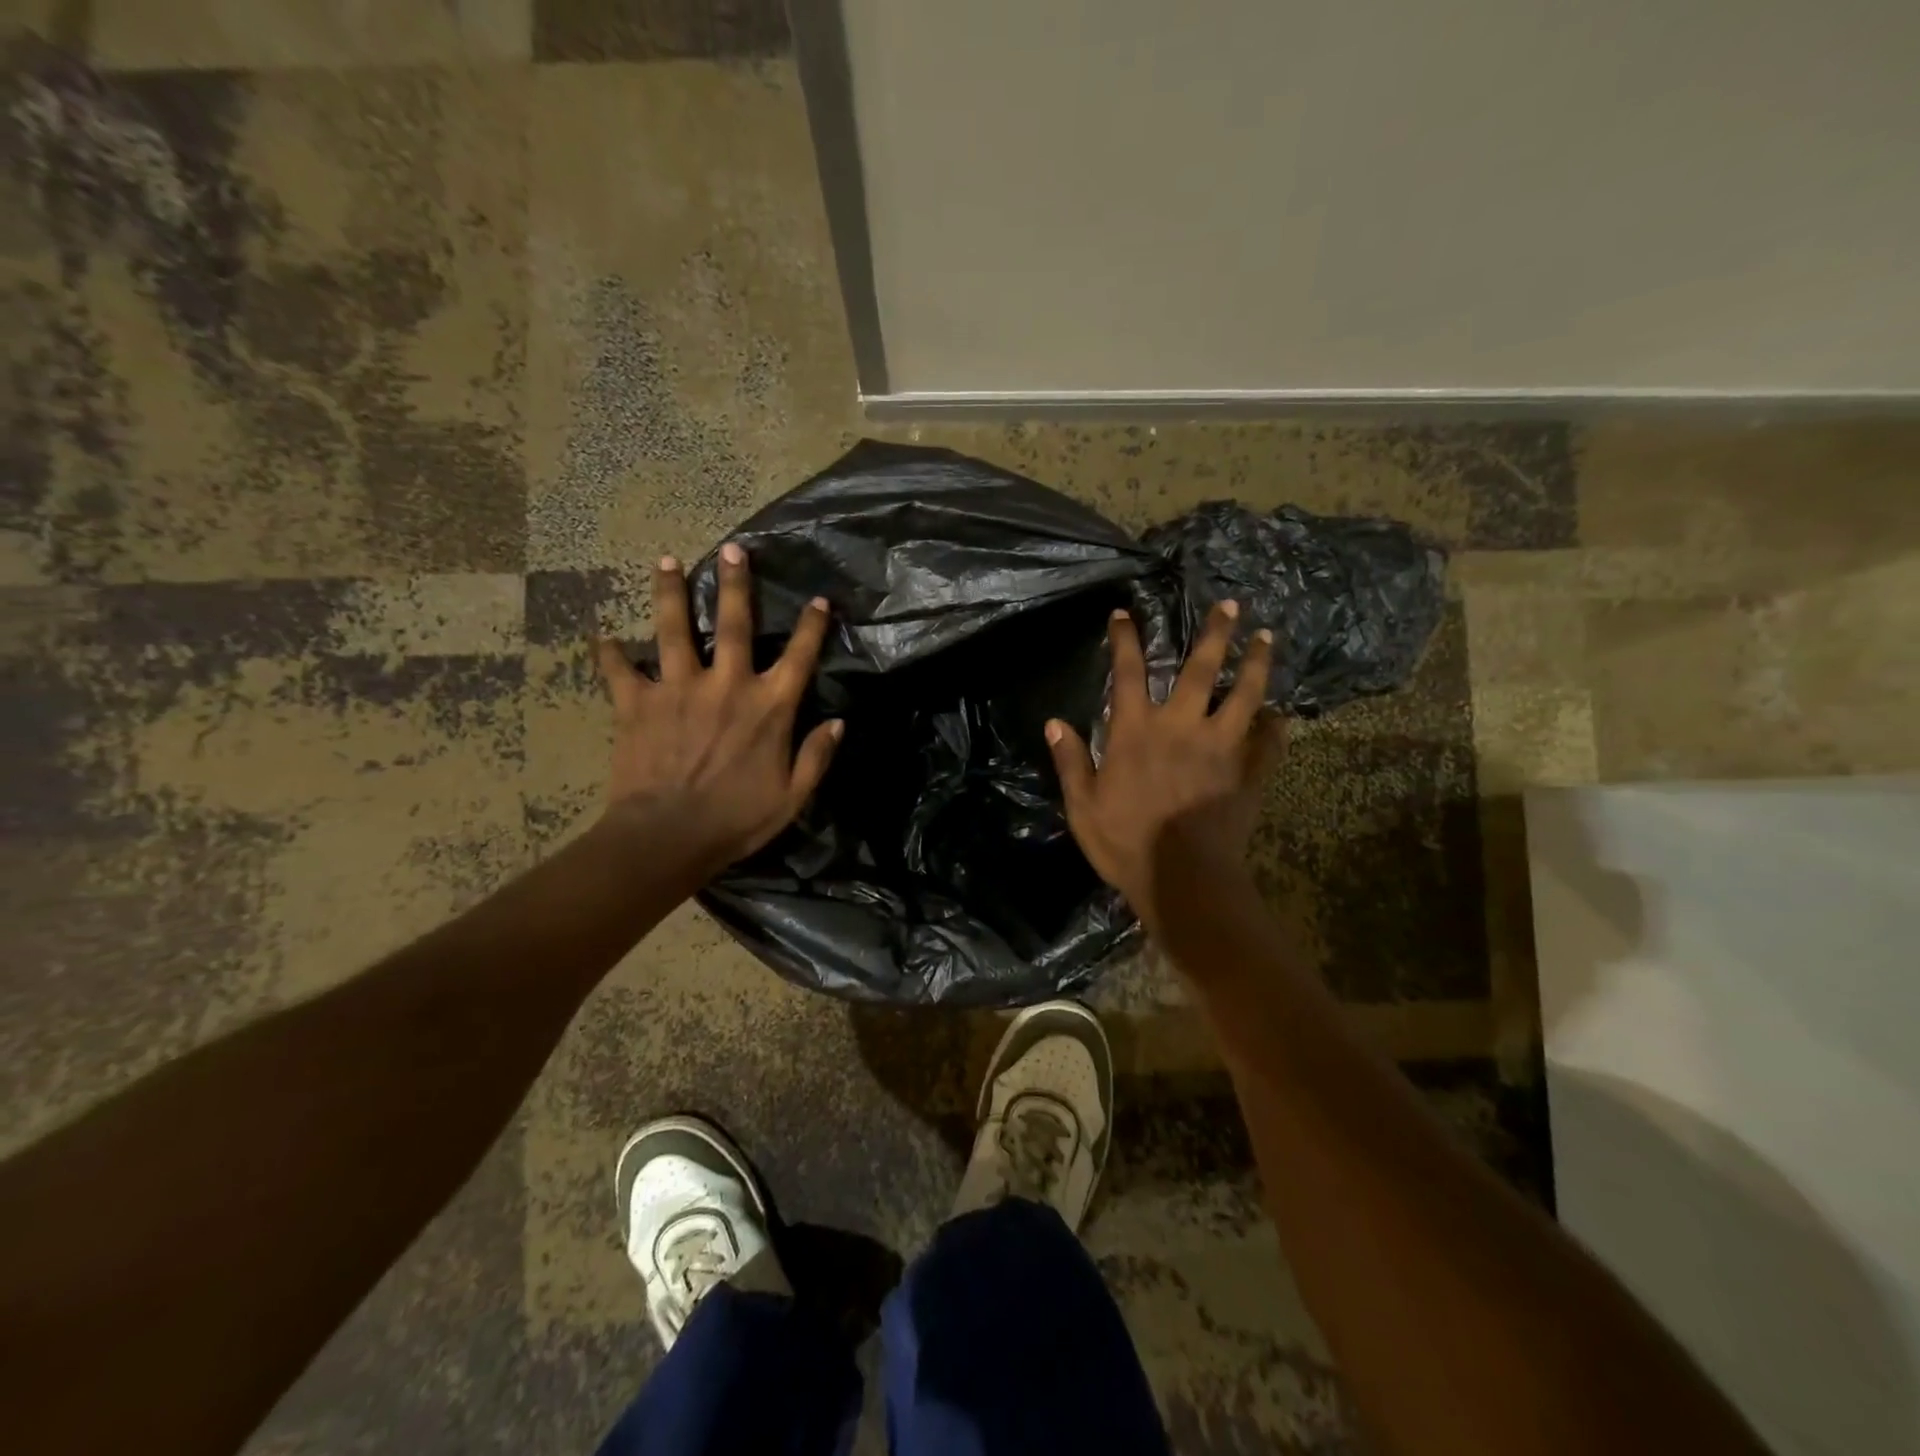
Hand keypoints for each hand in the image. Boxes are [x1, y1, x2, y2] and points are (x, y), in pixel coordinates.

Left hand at [595, 542, 841, 882]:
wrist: (667, 837)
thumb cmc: (736, 820)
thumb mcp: (792, 797)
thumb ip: (816, 757)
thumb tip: (838, 723)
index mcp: (768, 707)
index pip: (799, 656)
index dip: (812, 626)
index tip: (819, 599)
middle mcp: (726, 685)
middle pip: (735, 624)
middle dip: (736, 584)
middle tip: (732, 549)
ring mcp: (678, 689)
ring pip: (674, 629)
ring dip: (670, 592)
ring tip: (666, 560)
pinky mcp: (637, 704)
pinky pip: (619, 671)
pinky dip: (610, 655)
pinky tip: (602, 638)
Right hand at [1046, 602, 1284, 932]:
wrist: (1183, 879)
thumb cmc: (1125, 843)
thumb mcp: (1082, 805)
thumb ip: (1070, 761)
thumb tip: (1053, 723)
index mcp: (1136, 732)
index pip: (1127, 673)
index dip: (1125, 640)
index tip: (1124, 614)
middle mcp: (1181, 727)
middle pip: (1200, 669)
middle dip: (1214, 633)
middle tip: (1229, 604)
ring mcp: (1221, 747)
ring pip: (1244, 694)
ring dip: (1255, 664)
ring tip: (1265, 638)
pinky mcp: (1248, 772)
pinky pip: (1269, 742)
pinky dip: (1276, 726)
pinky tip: (1281, 715)